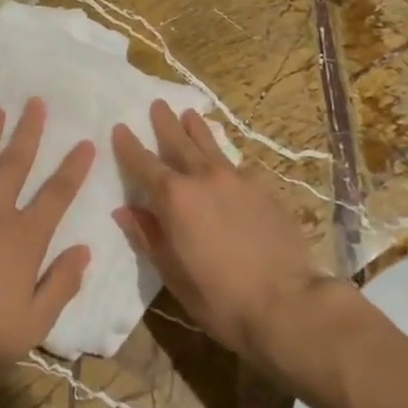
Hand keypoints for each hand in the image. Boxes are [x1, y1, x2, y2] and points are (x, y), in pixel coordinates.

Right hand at [111, 99, 336, 366]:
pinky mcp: (264, 189)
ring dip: (197, 128)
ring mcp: (237, 180)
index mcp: (174, 198)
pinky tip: (226, 162)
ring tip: (190, 113)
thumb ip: (148, 236)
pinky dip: (224, 158)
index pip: (143, 163)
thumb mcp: (172, 273)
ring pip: (211, 145)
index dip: (129, 145)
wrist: (287, 303)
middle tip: (157, 103)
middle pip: (179, 141)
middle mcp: (203, 178)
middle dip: (165, 123)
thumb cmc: (219, 297)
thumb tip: (124, 211)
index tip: (120, 127)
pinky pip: (237, 165)